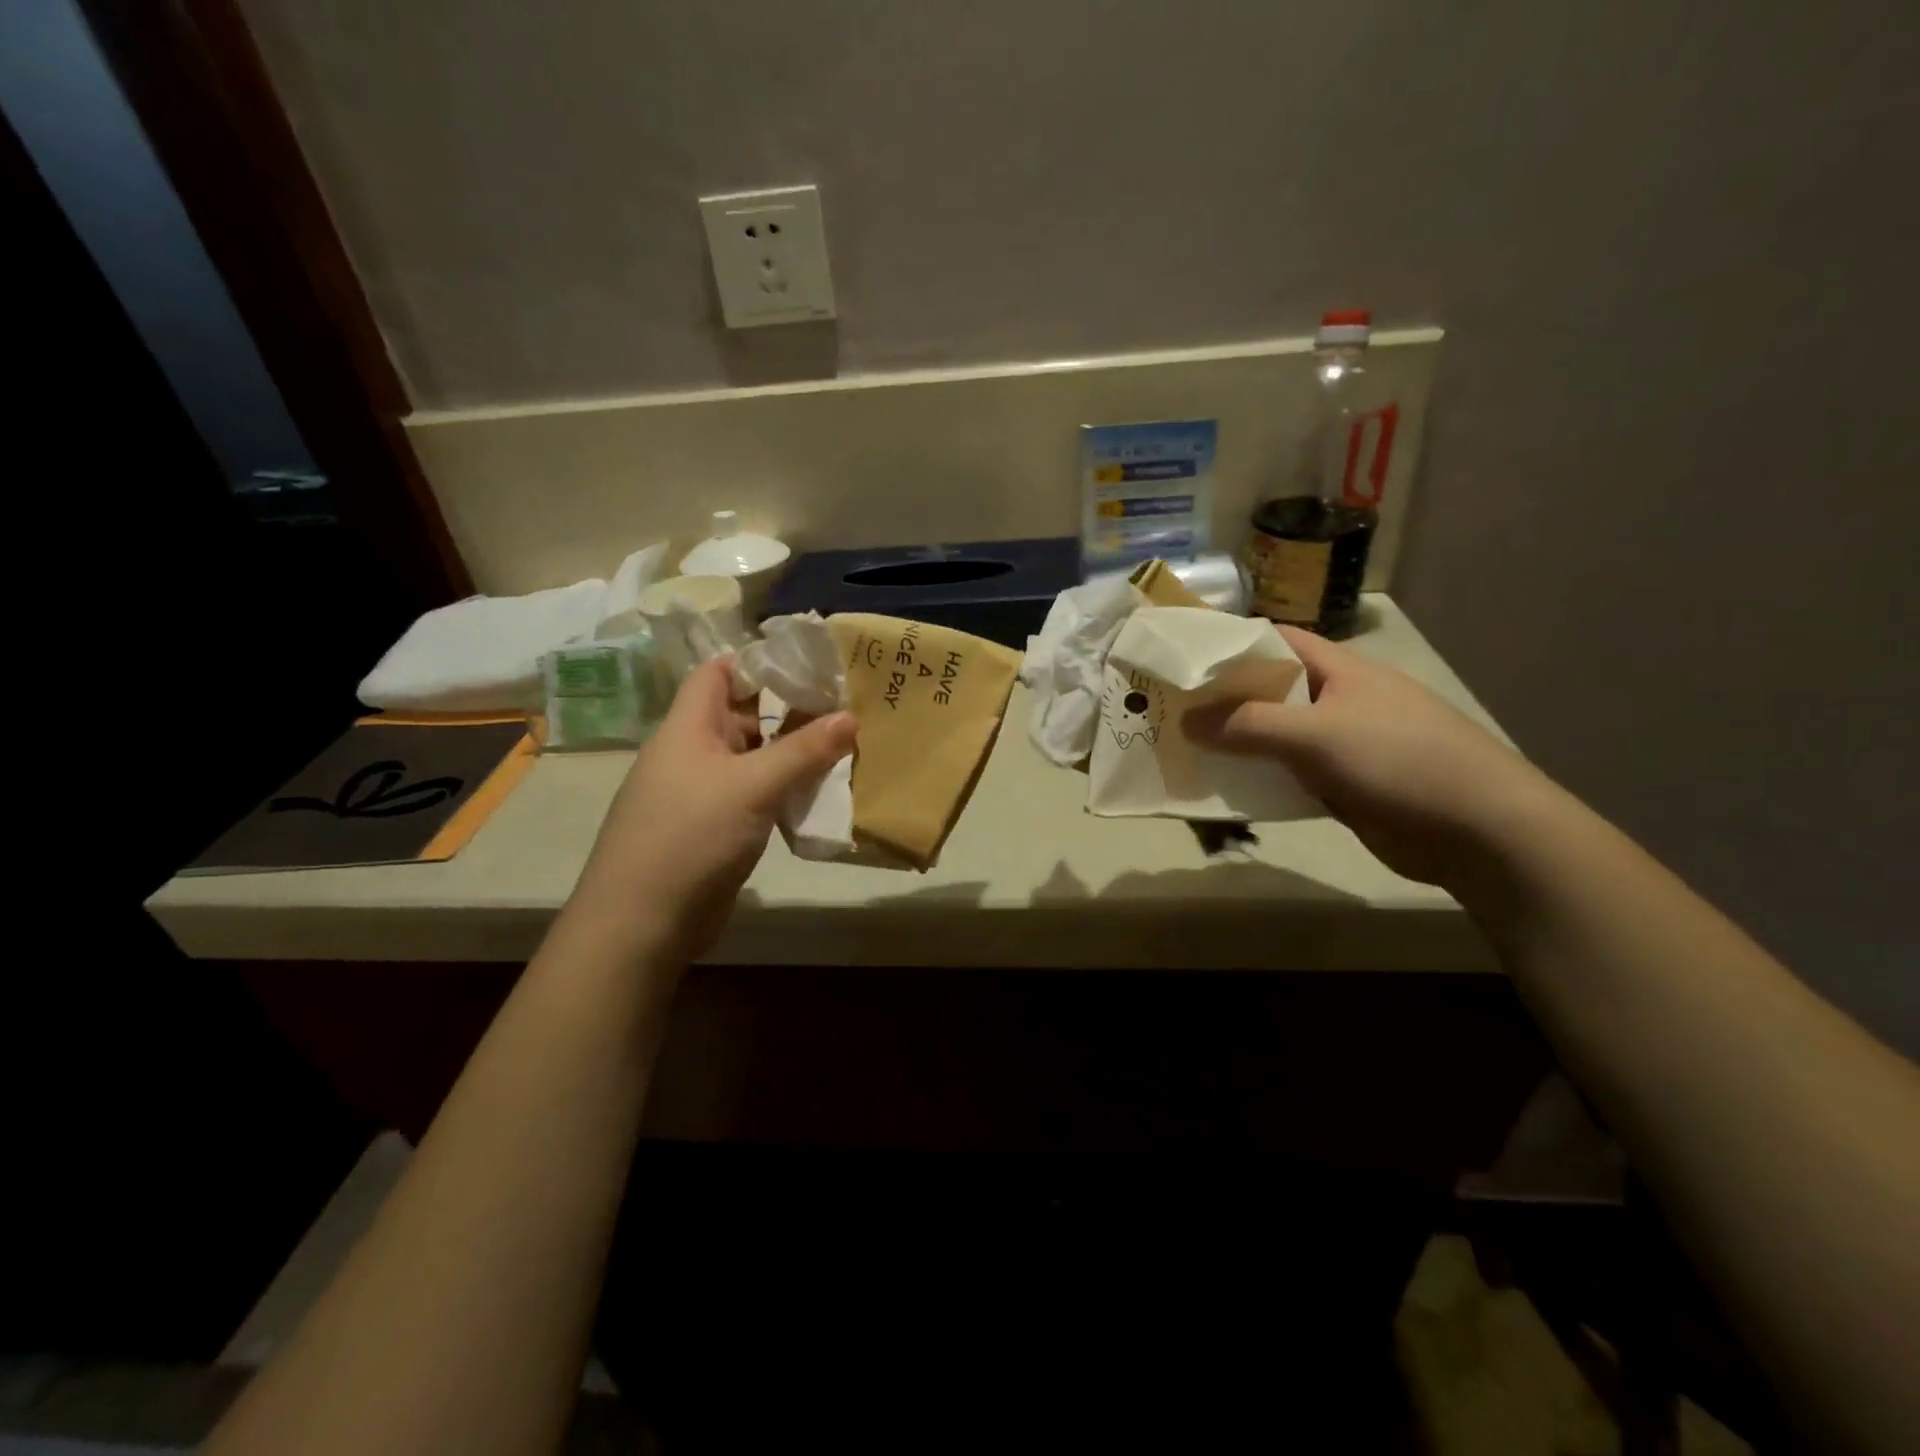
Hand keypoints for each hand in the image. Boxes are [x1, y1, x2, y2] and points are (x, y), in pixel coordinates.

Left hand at [570, 658, 856, 957]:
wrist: (642, 923)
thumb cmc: (690, 836)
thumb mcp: (752, 786)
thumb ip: (804, 750)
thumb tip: (852, 716)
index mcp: (688, 728)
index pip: (718, 672)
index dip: (758, 661)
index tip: (810, 662)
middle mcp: (694, 753)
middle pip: (742, 715)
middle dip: (790, 708)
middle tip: (845, 704)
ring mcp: (703, 793)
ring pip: (754, 758)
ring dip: (793, 753)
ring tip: (846, 745)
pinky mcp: (716, 828)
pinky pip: (756, 794)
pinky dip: (785, 789)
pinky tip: (821, 793)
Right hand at [1184, 626, 1559, 888]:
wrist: (1478, 830)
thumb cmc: (1399, 759)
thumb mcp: (1316, 734)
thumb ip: (1248, 725)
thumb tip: (1184, 720)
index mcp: (1339, 670)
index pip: (1275, 641)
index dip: (1230, 645)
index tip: (1182, 659)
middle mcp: (1338, 700)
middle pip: (1270, 690)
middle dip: (1223, 700)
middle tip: (1168, 709)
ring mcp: (1341, 744)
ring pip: (1275, 736)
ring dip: (1236, 744)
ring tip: (1182, 749)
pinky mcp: (1343, 785)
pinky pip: (1288, 774)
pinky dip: (1258, 779)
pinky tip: (1224, 788)